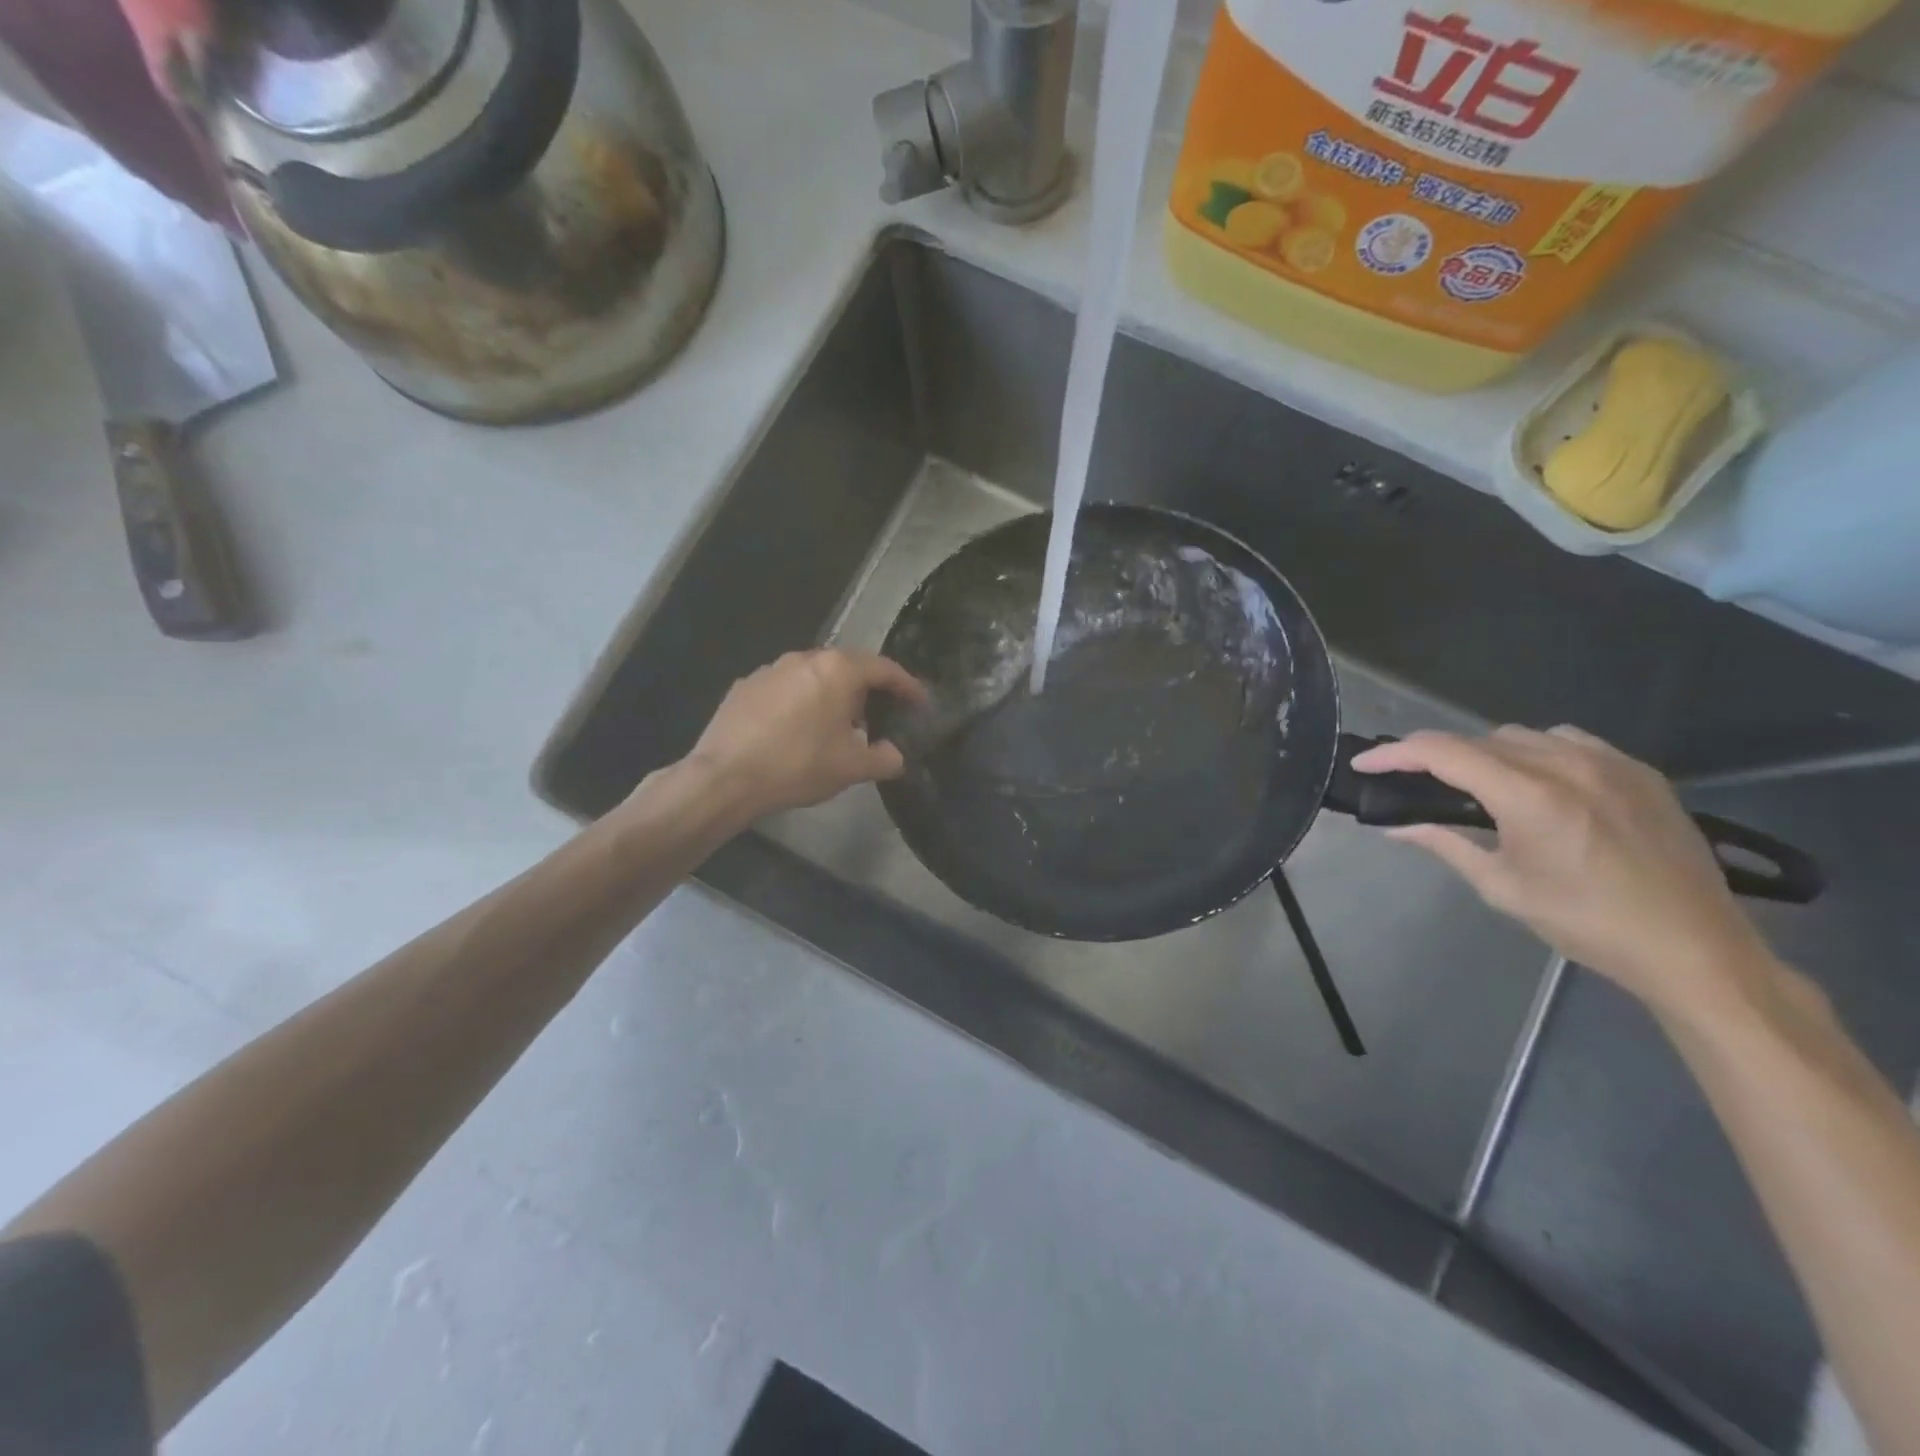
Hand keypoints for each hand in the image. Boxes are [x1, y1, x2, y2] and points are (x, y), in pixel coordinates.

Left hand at [682, 649, 927, 820]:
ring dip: (831, 694)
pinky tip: (796, 730)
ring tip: (836, 725)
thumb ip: (883, 759)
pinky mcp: (744, 686)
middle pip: (847, 667)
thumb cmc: (798, 765)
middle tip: (878, 717)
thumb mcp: (851, 768)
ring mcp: (770, 669)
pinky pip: (785, 688)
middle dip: (867, 689)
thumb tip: (895, 756)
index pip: (884, 668)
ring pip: (813, 675)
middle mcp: (804, 658)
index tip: (919, 701)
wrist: (725, 777)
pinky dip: (800, 702)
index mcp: (837, 670)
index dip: (906, 685)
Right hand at [1352, 726, 1774, 1017]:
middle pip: (1479, 739)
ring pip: (1522, 735)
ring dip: (1486, 751)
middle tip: (1413, 780)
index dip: (1395, 754)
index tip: (1365, 764)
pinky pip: (1569, 740)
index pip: (1443, 753)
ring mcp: (1610, 763)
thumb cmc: (1587, 924)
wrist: (1693, 948)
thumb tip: (1396, 827)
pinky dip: (1535, 750)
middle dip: (1436, 754)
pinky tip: (1535, 779)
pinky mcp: (1640, 771)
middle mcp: (1567, 766)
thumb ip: (1445, 844)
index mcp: (1529, 797)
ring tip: (1475, 782)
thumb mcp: (1502, 888)